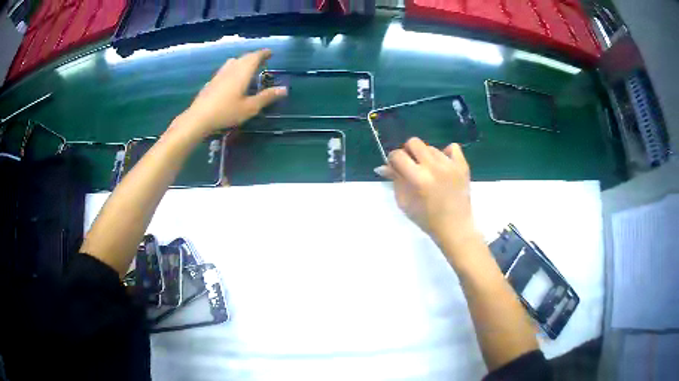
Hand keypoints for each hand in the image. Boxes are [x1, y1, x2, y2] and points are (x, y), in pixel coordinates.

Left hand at [183, 49, 286, 133]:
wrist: (199, 118)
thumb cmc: (226, 112)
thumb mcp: (250, 107)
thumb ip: (266, 97)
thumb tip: (284, 89)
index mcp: (242, 72)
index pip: (255, 57)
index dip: (264, 53)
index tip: (271, 52)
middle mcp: (231, 69)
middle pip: (244, 57)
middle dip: (254, 56)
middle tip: (262, 60)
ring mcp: (219, 74)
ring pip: (233, 62)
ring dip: (243, 61)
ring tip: (248, 67)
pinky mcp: (212, 81)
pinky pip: (226, 69)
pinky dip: (234, 68)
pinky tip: (232, 78)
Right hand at [375, 138, 476, 247]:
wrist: (455, 227)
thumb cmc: (427, 219)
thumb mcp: (404, 203)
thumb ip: (395, 181)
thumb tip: (384, 167)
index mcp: (418, 178)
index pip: (398, 155)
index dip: (392, 160)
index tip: (395, 167)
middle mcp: (434, 167)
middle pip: (414, 142)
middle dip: (408, 152)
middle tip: (411, 166)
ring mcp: (450, 165)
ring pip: (431, 147)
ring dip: (426, 157)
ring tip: (430, 172)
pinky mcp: (463, 166)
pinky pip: (453, 147)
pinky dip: (446, 153)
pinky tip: (444, 165)